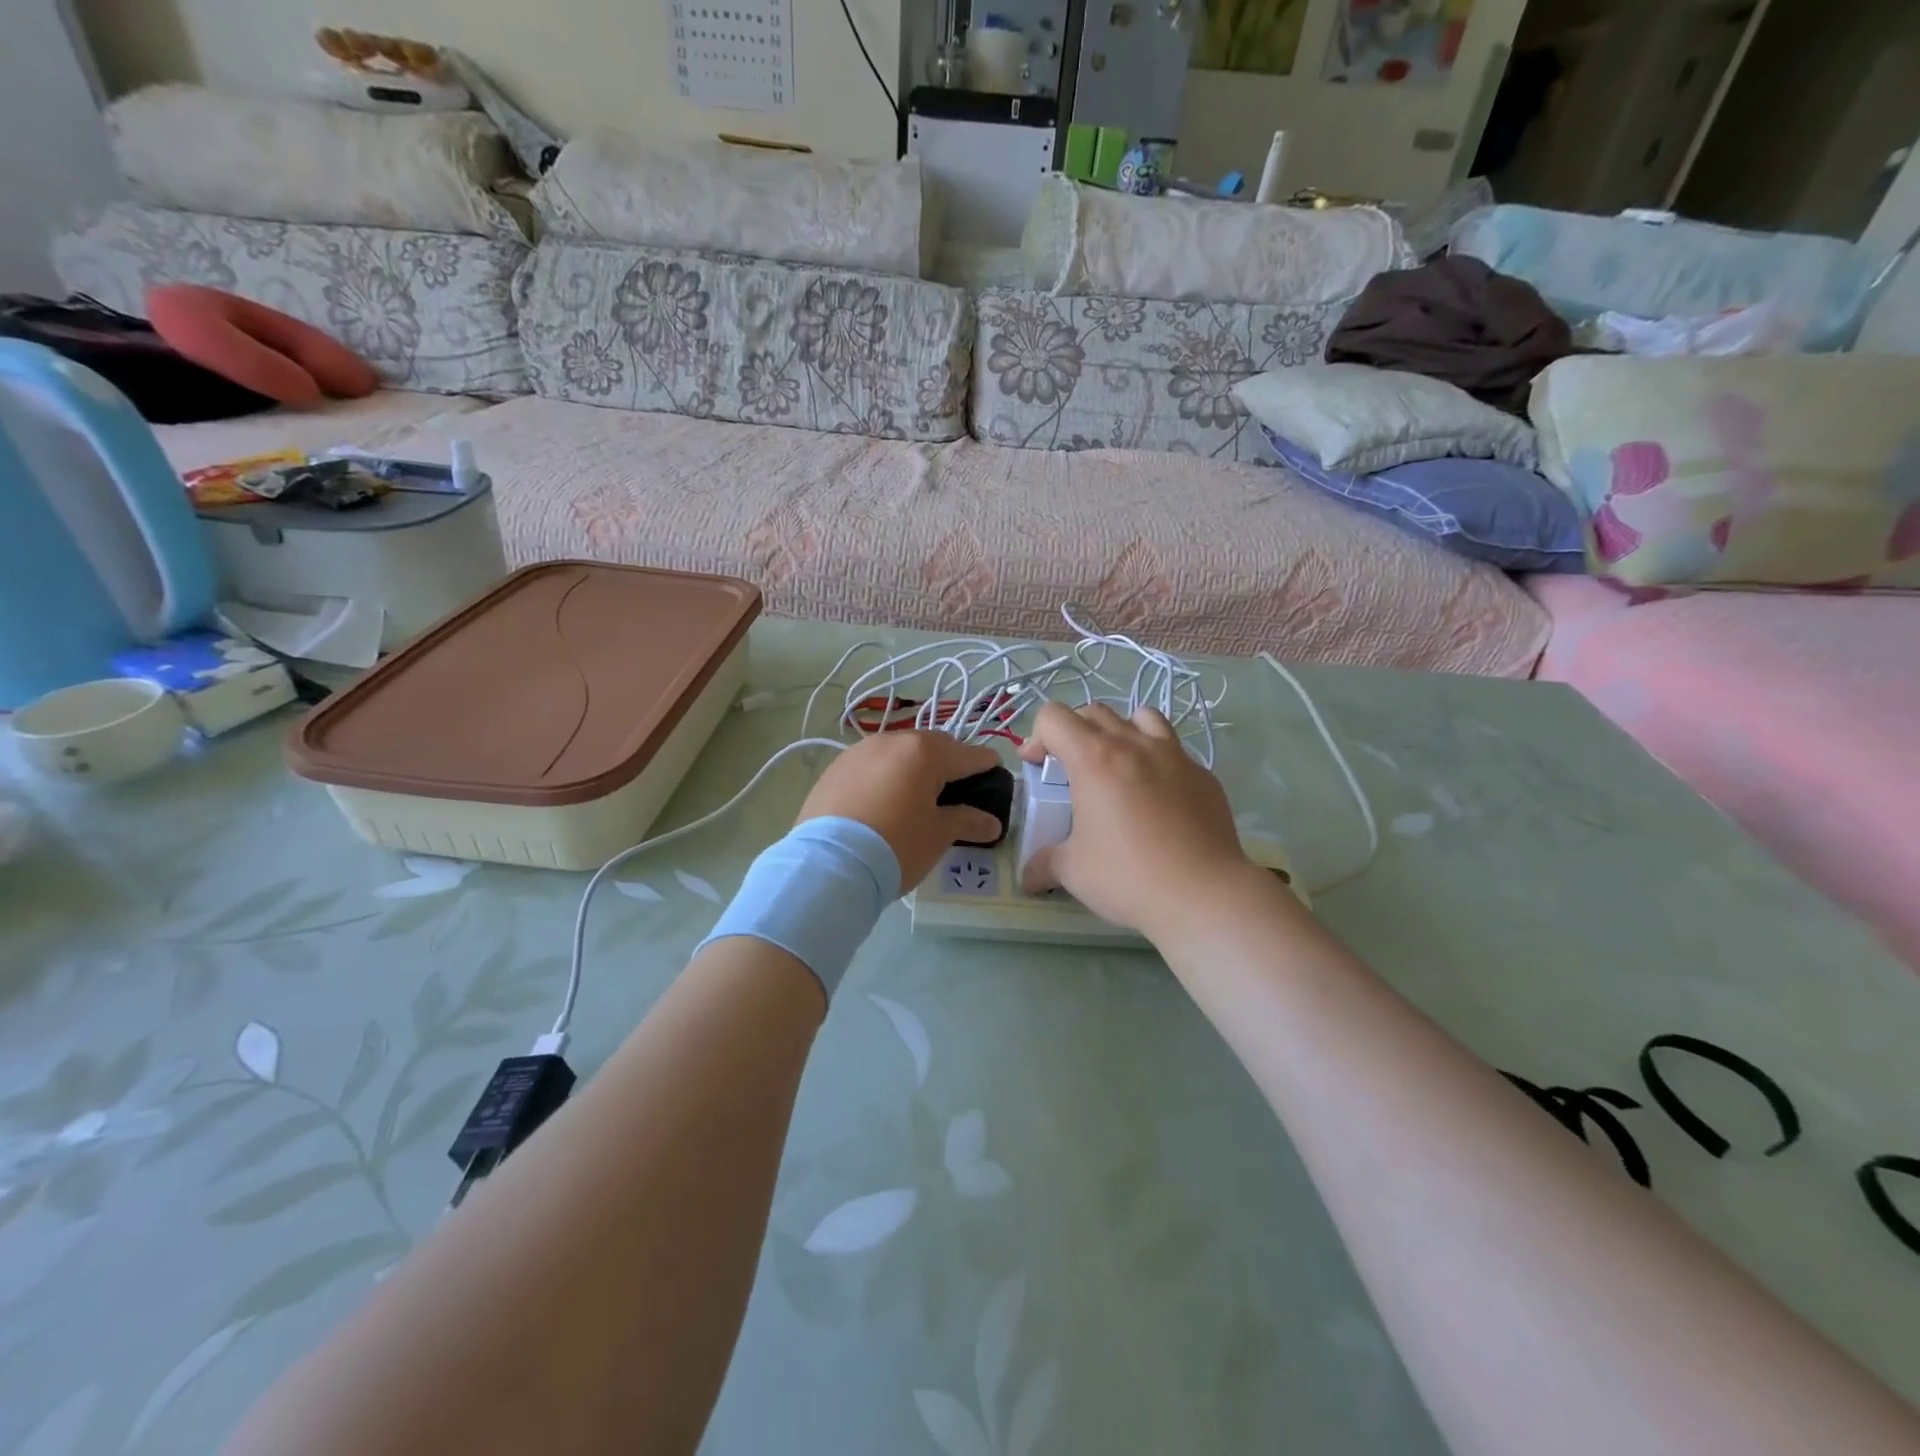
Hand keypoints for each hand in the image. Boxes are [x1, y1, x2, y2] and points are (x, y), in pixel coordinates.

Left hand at [798, 732, 1003, 889]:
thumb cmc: (895, 845)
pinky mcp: (835, 768)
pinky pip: (872, 764)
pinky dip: (885, 776)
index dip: (987, 766)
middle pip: (933, 746)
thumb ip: (967, 821)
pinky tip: (882, 802)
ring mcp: (860, 751)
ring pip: (899, 752)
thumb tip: (992, 823)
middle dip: (949, 763)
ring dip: (913, 767)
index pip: (969, 754)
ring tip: (915, 796)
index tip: (996, 778)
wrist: (828, 863)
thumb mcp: (937, 835)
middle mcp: (893, 741)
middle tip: (956, 792)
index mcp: (925, 752)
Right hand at [1018, 703, 1262, 935]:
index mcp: (1093, 759)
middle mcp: (1134, 745)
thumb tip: (1028, 877)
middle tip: (1071, 770)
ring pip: (1142, 717)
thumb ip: (1045, 864)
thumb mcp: (1073, 872)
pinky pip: (1175, 751)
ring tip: (1119, 766)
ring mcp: (1175, 756)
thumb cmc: (1128, 876)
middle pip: (1095, 712)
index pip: (1054, 717)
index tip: (1037, 767)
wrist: (1203, 894)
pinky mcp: (1204, 775)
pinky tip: (1158, 799)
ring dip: (1121, 732)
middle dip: (1074, 732)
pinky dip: (1157, 762)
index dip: (1037, 737)